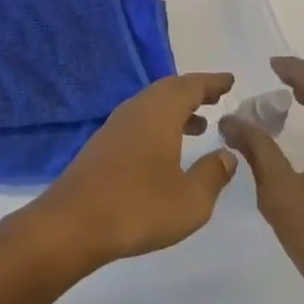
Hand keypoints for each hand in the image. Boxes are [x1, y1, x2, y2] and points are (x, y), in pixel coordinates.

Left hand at [27, 72, 238, 267]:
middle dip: (194, 92)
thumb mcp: (191, 200)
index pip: (191, 86)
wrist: (74, 223)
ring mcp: (116, 126)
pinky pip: (140, 120)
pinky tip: (167, 147)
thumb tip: (227, 155)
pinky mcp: (103, 144)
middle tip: (217, 97)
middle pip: (169, 90)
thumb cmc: (139, 207)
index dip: (212, 82)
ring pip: (152, 105)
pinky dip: (160, 123)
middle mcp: (137, 110)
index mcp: (159, 113)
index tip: (230, 80)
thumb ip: (212, 174)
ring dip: (177, 109)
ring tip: (200, 124)